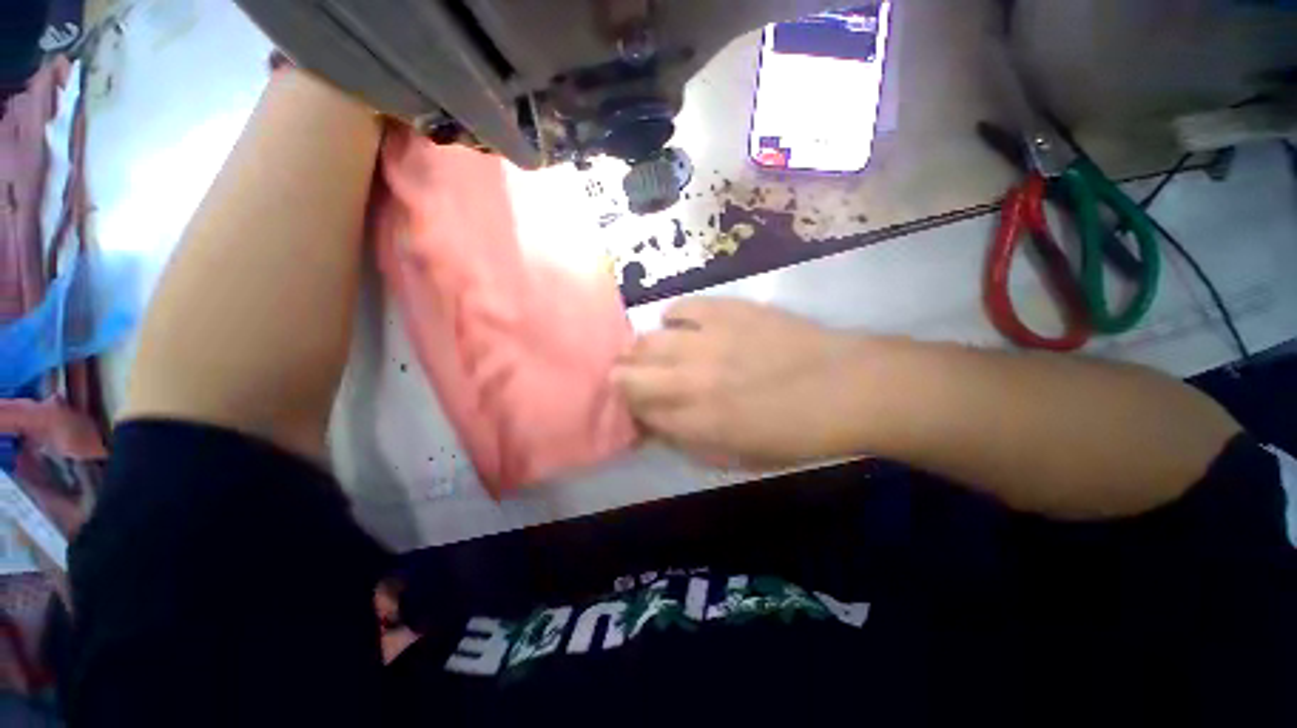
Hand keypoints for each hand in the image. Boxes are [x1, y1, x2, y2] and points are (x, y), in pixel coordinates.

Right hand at [612, 299, 869, 467]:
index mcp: (697, 422)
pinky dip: (673, 318)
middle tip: (629, 377)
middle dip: (621, 377)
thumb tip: (659, 425)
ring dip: (641, 349)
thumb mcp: (739, 456)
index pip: (639, 413)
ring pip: (647, 340)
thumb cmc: (796, 433)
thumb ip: (691, 442)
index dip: (631, 410)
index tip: (637, 407)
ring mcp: (707, 340)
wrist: (846, 387)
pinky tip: (682, 326)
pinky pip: (680, 308)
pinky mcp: (726, 310)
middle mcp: (692, 380)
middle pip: (630, 374)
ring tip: (651, 352)